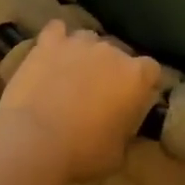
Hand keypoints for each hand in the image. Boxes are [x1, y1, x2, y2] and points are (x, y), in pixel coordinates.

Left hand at [0, 22, 162, 182]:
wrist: (33, 139)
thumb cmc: (82, 152)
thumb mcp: (117, 153)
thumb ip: (125, 132)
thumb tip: (121, 127)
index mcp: (136, 77)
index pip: (151, 70)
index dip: (142, 84)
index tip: (132, 100)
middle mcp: (112, 51)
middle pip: (118, 53)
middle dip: (111, 70)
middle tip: (98, 94)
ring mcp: (79, 43)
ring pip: (89, 39)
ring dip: (84, 54)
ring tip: (71, 75)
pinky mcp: (48, 43)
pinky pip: (56, 30)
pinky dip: (56, 39)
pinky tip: (52, 52)